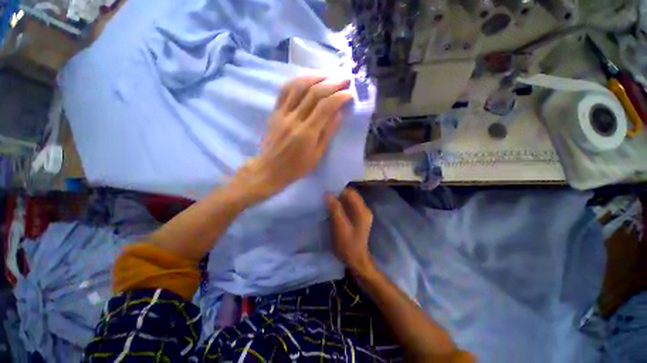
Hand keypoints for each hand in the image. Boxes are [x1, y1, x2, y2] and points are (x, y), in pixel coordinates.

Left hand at [234, 75, 353, 200]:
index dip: (340, 96)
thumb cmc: (296, 167)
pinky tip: (307, 78)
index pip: (325, 107)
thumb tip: (339, 113)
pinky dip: (298, 80)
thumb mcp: (317, 156)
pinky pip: (285, 90)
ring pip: (299, 86)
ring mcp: (282, 113)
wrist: (270, 169)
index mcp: (307, 133)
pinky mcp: (275, 111)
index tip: (350, 93)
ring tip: (329, 74)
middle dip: (332, 82)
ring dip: (316, 76)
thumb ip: (327, 133)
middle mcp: (294, 119)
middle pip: (314, 92)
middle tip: (345, 78)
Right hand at [326, 188, 374, 273]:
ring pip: (350, 201)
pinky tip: (333, 210)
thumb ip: (335, 209)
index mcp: (362, 211)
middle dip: (339, 195)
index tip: (327, 192)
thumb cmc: (347, 245)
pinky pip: (350, 207)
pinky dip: (342, 206)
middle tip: (326, 197)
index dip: (339, 190)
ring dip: (339, 201)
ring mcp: (363, 214)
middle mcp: (365, 209)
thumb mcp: (340, 227)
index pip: (351, 193)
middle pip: (351, 196)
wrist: (356, 260)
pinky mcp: (359, 218)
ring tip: (328, 202)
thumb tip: (328, 194)